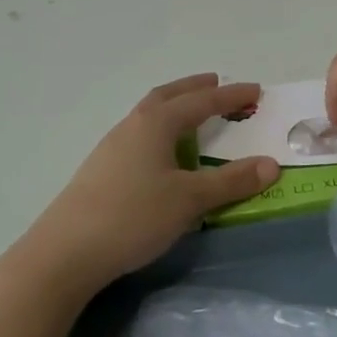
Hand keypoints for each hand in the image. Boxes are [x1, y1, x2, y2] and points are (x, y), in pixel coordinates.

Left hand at [20, 75, 281, 297]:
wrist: (65, 252)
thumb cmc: (133, 216)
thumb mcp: (190, 199)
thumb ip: (231, 181)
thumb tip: (271, 164)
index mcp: (156, 122)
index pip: (201, 101)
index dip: (230, 96)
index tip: (256, 90)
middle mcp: (133, 125)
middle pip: (168, 96)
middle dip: (195, 89)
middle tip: (216, 84)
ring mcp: (112, 146)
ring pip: (150, 115)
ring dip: (174, 108)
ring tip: (192, 116)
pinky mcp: (101, 169)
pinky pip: (139, 135)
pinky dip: (160, 131)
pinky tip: (161, 154)